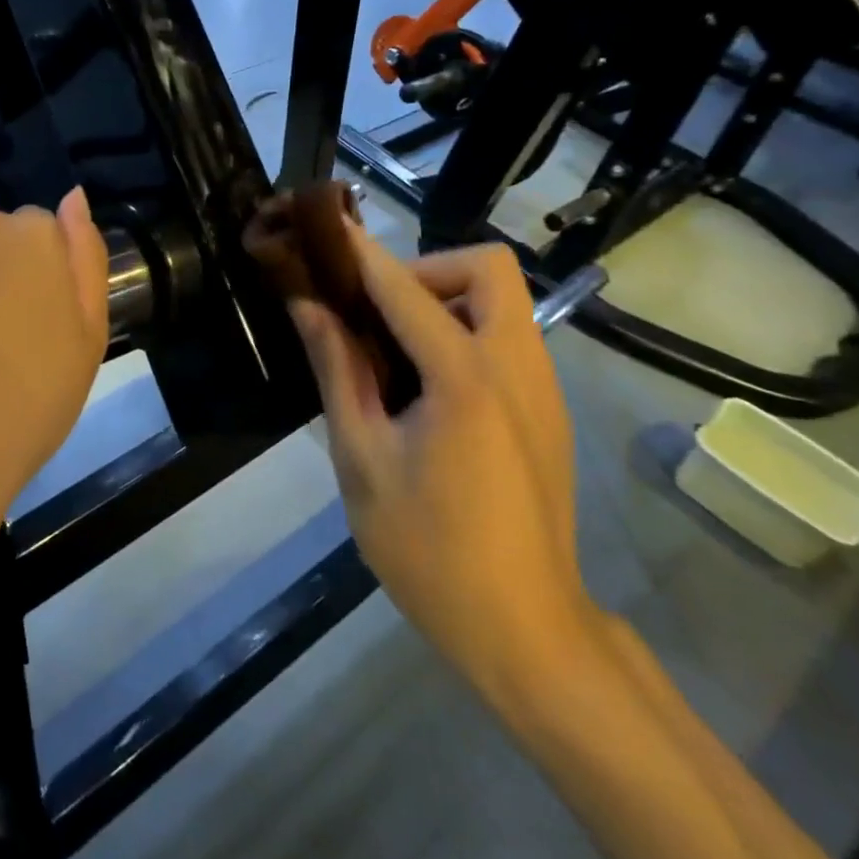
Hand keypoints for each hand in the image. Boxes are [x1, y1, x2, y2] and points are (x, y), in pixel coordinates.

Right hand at [288, 233, 593, 701]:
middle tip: (378, 313)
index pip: (403, 288)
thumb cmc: (428, 549)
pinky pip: (508, 338)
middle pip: (486, 267)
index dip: (359, 253)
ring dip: (446, 301)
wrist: (524, 630)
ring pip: (502, 300)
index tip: (324, 228)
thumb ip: (337, 370)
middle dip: (425, 270)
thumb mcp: (362, 460)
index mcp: (465, 378)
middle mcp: (517, 366)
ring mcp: (543, 387)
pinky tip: (427, 390)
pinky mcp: (549, 410)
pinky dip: (465, 334)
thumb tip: (309, 306)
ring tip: (394, 352)